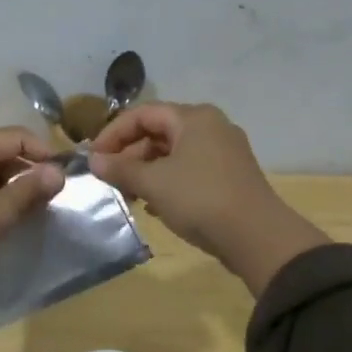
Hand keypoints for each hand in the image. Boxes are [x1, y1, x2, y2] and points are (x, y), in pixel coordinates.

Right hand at [88, 103, 326, 294]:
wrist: (258, 237)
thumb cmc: (200, 199)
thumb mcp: (154, 183)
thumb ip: (120, 168)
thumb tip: (93, 160)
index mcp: (193, 118)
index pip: (142, 114)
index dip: (113, 134)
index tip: (93, 158)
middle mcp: (211, 126)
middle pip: (158, 132)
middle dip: (130, 155)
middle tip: (110, 180)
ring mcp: (224, 152)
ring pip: (173, 153)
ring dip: (146, 171)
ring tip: (130, 196)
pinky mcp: (230, 176)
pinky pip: (189, 170)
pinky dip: (168, 182)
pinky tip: (156, 206)